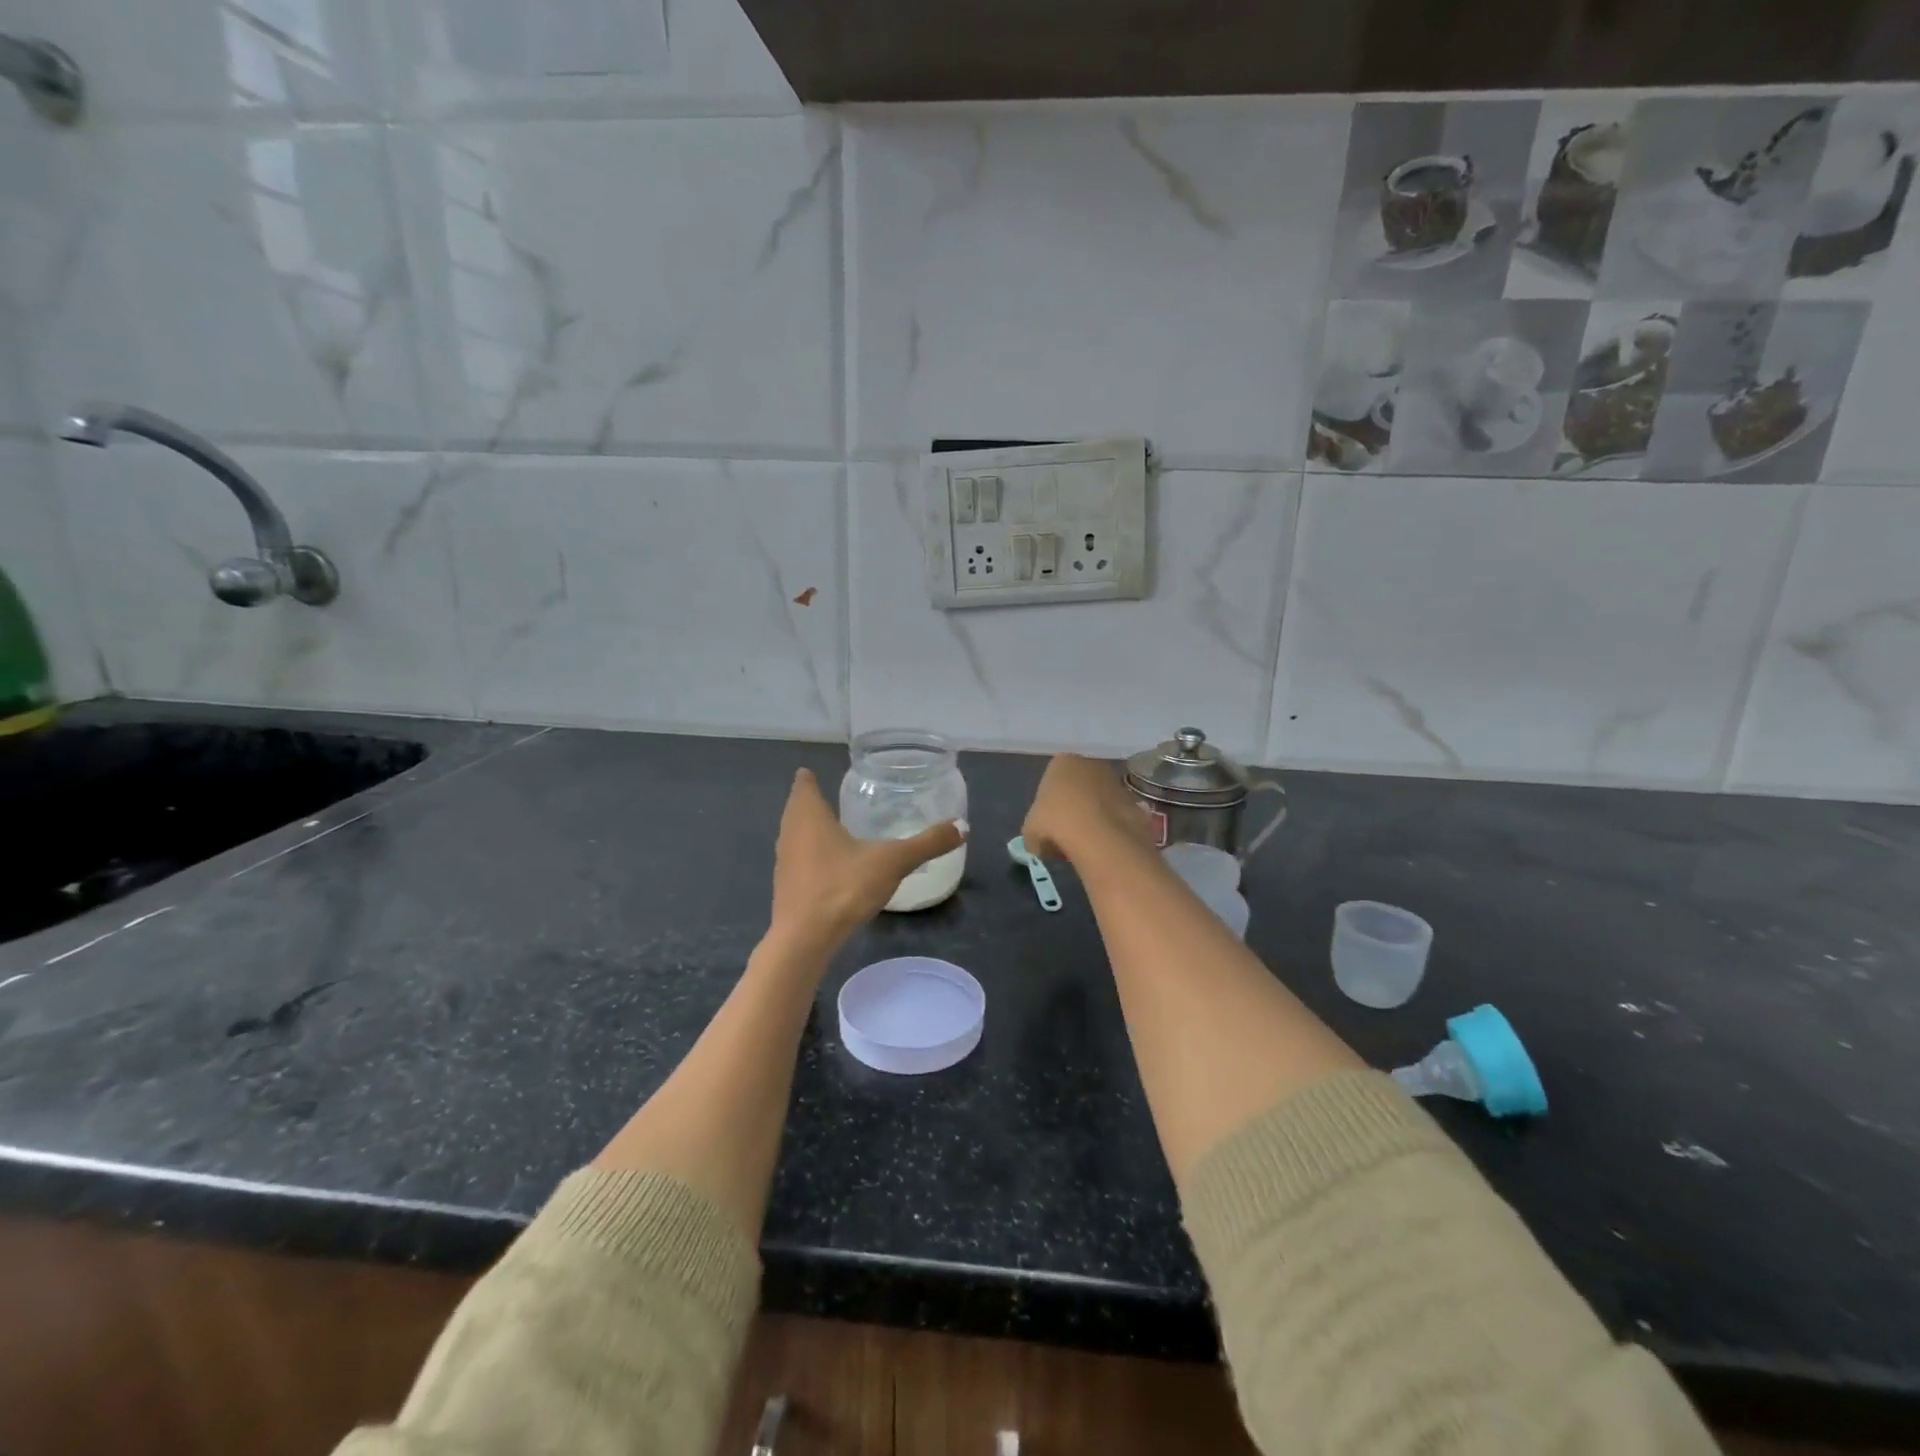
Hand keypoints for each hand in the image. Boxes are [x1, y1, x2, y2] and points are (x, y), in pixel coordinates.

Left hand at [768, 769, 964, 955]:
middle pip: (796, 808)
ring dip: (809, 831)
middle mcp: (790, 833)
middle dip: (811, 802)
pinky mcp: (786, 888)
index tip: (817, 772)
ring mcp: (783, 862)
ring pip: (794, 836)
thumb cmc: (842, 887)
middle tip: (834, 797)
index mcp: (809, 817)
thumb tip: (963, 826)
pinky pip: (798, 861)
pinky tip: (832, 867)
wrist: (804, 940)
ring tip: (834, 829)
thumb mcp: (892, 862)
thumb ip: (927, 843)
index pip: (803, 785)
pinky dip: (811, 857)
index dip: (809, 777)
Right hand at [1021, 754, 1153, 863]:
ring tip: (1085, 845)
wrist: (1100, 839)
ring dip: (1094, 818)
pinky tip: (1104, 848)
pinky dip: (1112, 830)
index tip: (1046, 824)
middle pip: (1079, 786)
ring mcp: (1117, 783)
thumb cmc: (1056, 825)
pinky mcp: (1136, 804)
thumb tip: (1041, 843)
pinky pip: (1118, 817)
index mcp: (1062, 762)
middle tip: (1065, 834)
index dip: (1048, 804)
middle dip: (1074, 807)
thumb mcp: (1030, 832)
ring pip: (1101, 801)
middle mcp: (1092, 765)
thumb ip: (1035, 831)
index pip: (1051, 779)